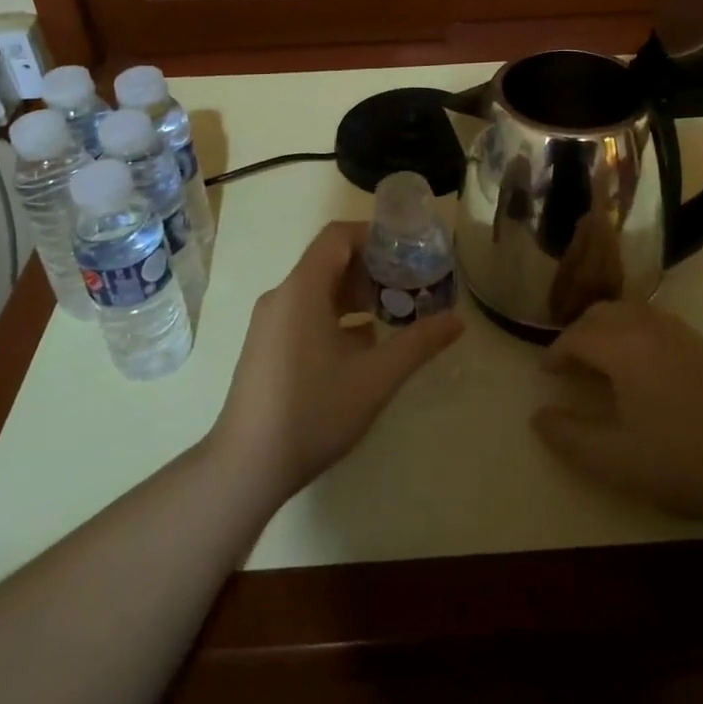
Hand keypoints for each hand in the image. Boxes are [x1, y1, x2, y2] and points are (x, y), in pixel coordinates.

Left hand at [211, 221, 463, 503]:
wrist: (244, 467)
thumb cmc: (312, 412)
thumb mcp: (375, 378)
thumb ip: (418, 343)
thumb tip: (458, 320)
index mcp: (302, 289)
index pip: (338, 236)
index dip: (374, 236)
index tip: (408, 253)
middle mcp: (282, 296)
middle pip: (330, 261)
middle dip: (372, 269)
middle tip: (410, 287)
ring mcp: (270, 323)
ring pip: (318, 290)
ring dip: (356, 296)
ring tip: (393, 315)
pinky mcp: (266, 346)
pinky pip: (305, 313)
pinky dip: (337, 317)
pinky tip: (363, 348)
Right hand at [532, 300, 702, 528]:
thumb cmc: (682, 462)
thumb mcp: (614, 460)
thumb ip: (568, 436)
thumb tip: (539, 415)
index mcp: (625, 346)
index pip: (577, 335)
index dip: (556, 352)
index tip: (546, 373)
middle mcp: (651, 327)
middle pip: (603, 313)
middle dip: (580, 334)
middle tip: (571, 365)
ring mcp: (684, 334)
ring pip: (632, 312)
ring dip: (609, 329)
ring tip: (603, 363)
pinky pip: (658, 323)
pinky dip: (636, 333)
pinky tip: (645, 370)